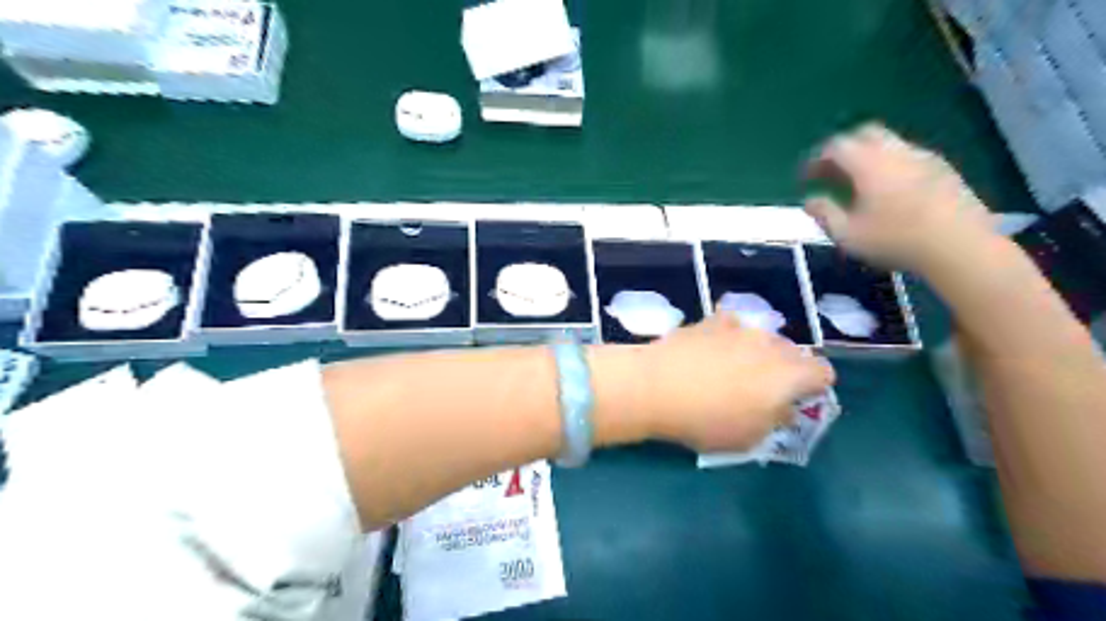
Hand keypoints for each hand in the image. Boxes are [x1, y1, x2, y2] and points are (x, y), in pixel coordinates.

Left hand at [636, 315, 833, 450]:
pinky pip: (730, 328)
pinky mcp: (711, 321)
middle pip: (793, 352)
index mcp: (789, 374)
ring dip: (756, 352)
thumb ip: (774, 421)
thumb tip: (782, 408)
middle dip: (785, 369)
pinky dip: (727, 338)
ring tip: (731, 371)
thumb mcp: (749, 438)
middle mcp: (770, 344)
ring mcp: (739, 328)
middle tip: (761, 390)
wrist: (656, 386)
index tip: (796, 400)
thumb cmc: (707, 421)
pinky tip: (708, 352)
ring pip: (762, 338)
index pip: (823, 372)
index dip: (814, 386)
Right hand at [805, 124, 993, 274]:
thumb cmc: (895, 240)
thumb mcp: (847, 235)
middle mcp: (896, 151)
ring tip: (858, 184)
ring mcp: (925, 157)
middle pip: (864, 134)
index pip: (836, 146)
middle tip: (831, 173)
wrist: (960, 246)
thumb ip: (824, 213)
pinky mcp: (945, 169)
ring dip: (868, 156)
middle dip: (843, 149)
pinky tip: (890, 191)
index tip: (806, 177)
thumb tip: (810, 200)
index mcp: (869, 163)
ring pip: (889, 143)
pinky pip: (909, 156)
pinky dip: (891, 165)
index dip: (816, 159)